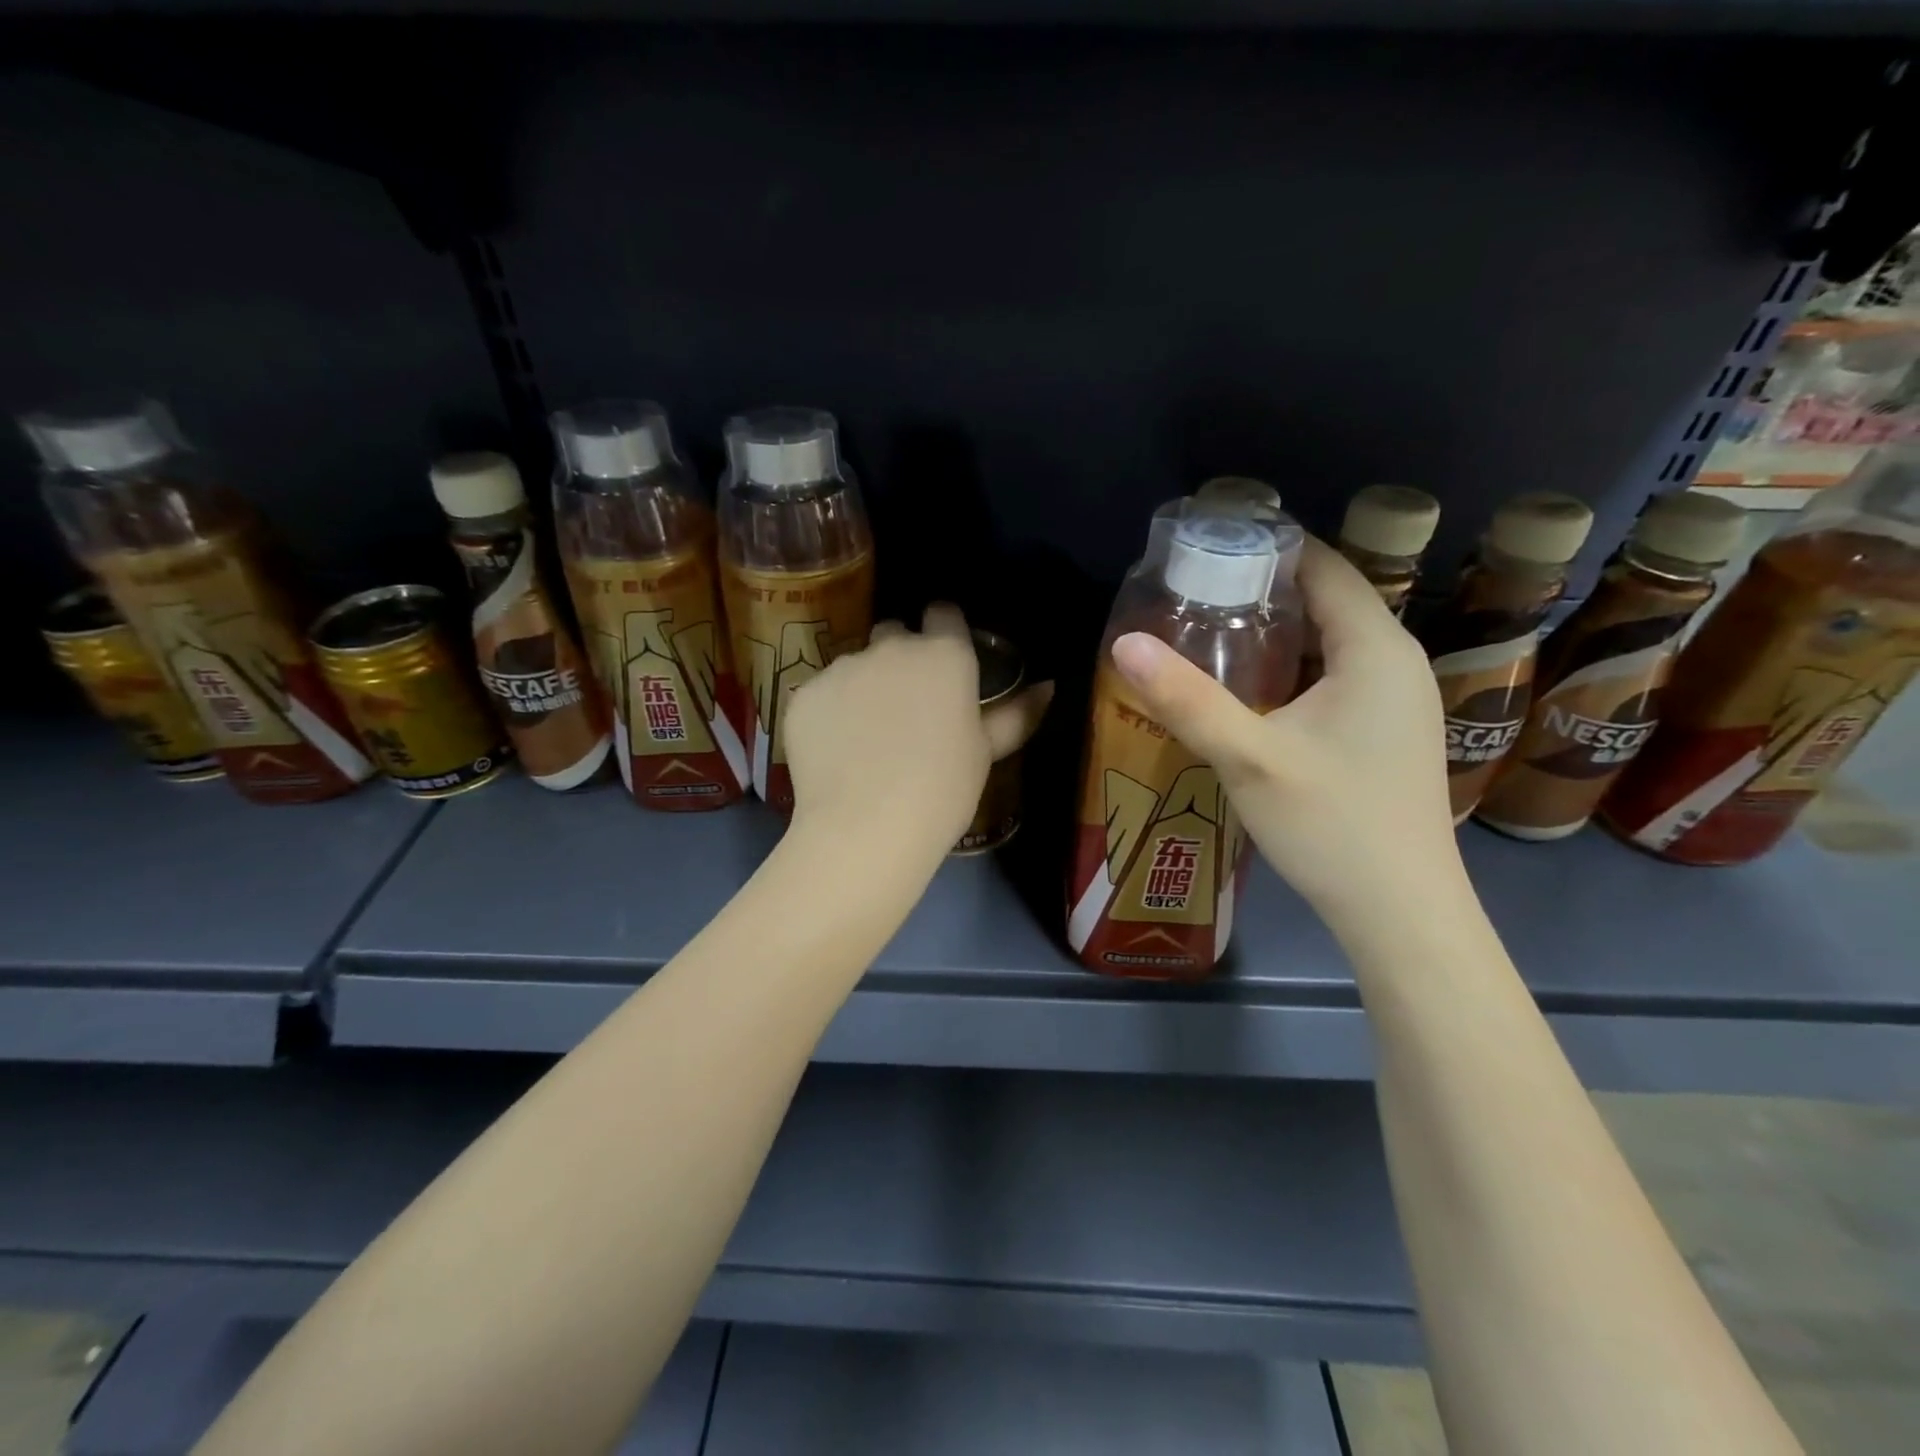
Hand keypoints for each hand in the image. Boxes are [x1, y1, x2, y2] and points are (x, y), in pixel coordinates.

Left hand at [784, 603, 1053, 861]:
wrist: (866, 827)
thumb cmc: (942, 790)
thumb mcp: (985, 752)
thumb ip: (1015, 713)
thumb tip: (1047, 686)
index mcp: (943, 654)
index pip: (944, 614)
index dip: (944, 631)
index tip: (944, 661)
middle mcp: (890, 647)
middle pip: (894, 634)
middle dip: (900, 657)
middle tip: (905, 706)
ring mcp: (841, 668)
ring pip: (855, 665)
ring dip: (863, 685)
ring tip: (865, 736)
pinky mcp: (803, 694)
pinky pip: (821, 693)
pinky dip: (829, 712)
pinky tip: (835, 750)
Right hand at [1109, 538, 1461, 928]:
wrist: (1401, 913)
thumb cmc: (1332, 827)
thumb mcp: (1249, 759)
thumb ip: (1185, 699)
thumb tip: (1123, 643)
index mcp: (1375, 648)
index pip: (1323, 565)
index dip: (1265, 548)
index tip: (1203, 548)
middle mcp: (1396, 660)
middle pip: (1325, 599)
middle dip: (1259, 591)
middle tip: (1190, 594)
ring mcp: (1396, 699)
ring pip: (1329, 641)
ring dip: (1273, 633)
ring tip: (1205, 634)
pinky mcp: (1386, 730)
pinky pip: (1336, 675)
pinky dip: (1291, 668)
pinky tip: (1246, 690)